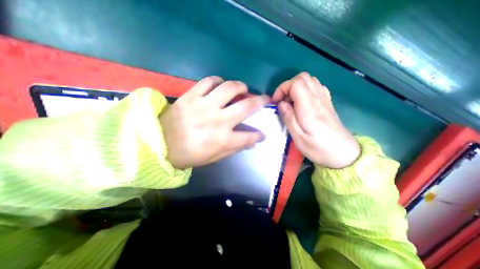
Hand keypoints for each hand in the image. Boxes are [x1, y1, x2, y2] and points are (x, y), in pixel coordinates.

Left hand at [159, 75, 268, 168]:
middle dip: (260, 101)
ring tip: (243, 88)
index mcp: (223, 139)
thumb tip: (250, 142)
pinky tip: (220, 85)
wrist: (159, 144)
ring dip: (241, 86)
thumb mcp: (214, 157)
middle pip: (246, 106)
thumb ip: (234, 148)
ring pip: (229, 88)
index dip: (259, 135)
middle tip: (264, 99)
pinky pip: (208, 81)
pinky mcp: (191, 96)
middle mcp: (217, 120)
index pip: (249, 136)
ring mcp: (204, 105)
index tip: (262, 134)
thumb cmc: (189, 154)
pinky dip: (218, 81)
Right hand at [273, 71, 359, 167]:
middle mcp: (319, 99)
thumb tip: (281, 104)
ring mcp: (325, 99)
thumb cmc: (318, 148)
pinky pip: (316, 87)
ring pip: (310, 80)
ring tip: (291, 103)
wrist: (344, 154)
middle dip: (288, 86)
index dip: (283, 88)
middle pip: (303, 77)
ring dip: (296, 88)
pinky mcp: (328, 103)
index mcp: (310, 107)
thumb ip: (288, 118)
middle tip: (283, 101)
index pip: (296, 83)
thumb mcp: (298, 137)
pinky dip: (305, 90)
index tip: (276, 102)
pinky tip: (302, 103)